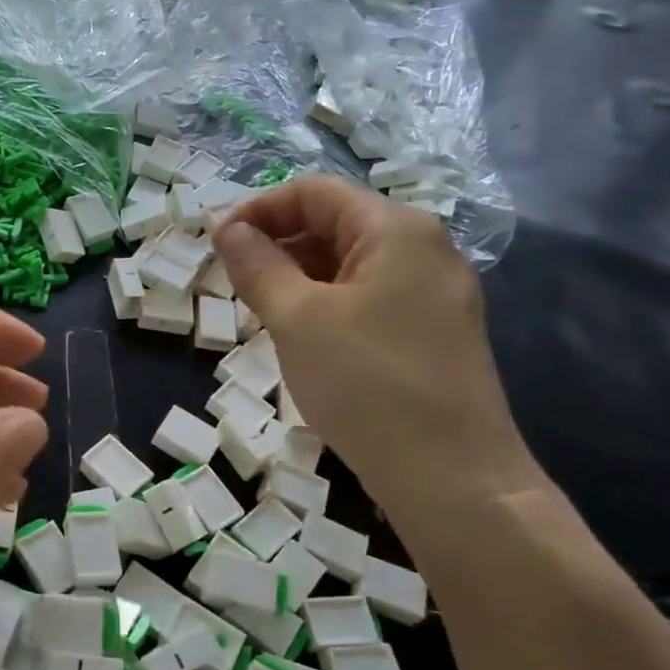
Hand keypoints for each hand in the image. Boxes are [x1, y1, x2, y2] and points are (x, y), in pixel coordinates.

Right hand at [213, 176, 537, 519]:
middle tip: (233, 281)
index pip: (314, 192)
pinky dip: (328, 305)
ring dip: (299, 277)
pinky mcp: (435, 334)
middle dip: (278, 244)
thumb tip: (228, 229)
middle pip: (336, 224)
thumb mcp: (297, 319)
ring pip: (351, 265)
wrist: (453, 477)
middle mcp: (424, 249)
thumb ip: (258, 266)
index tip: (216, 243)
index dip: (259, 209)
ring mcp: (436, 294)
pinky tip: (303, 339)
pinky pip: (370, 299)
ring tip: (261, 312)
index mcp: (395, 229)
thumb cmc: (367, 384)